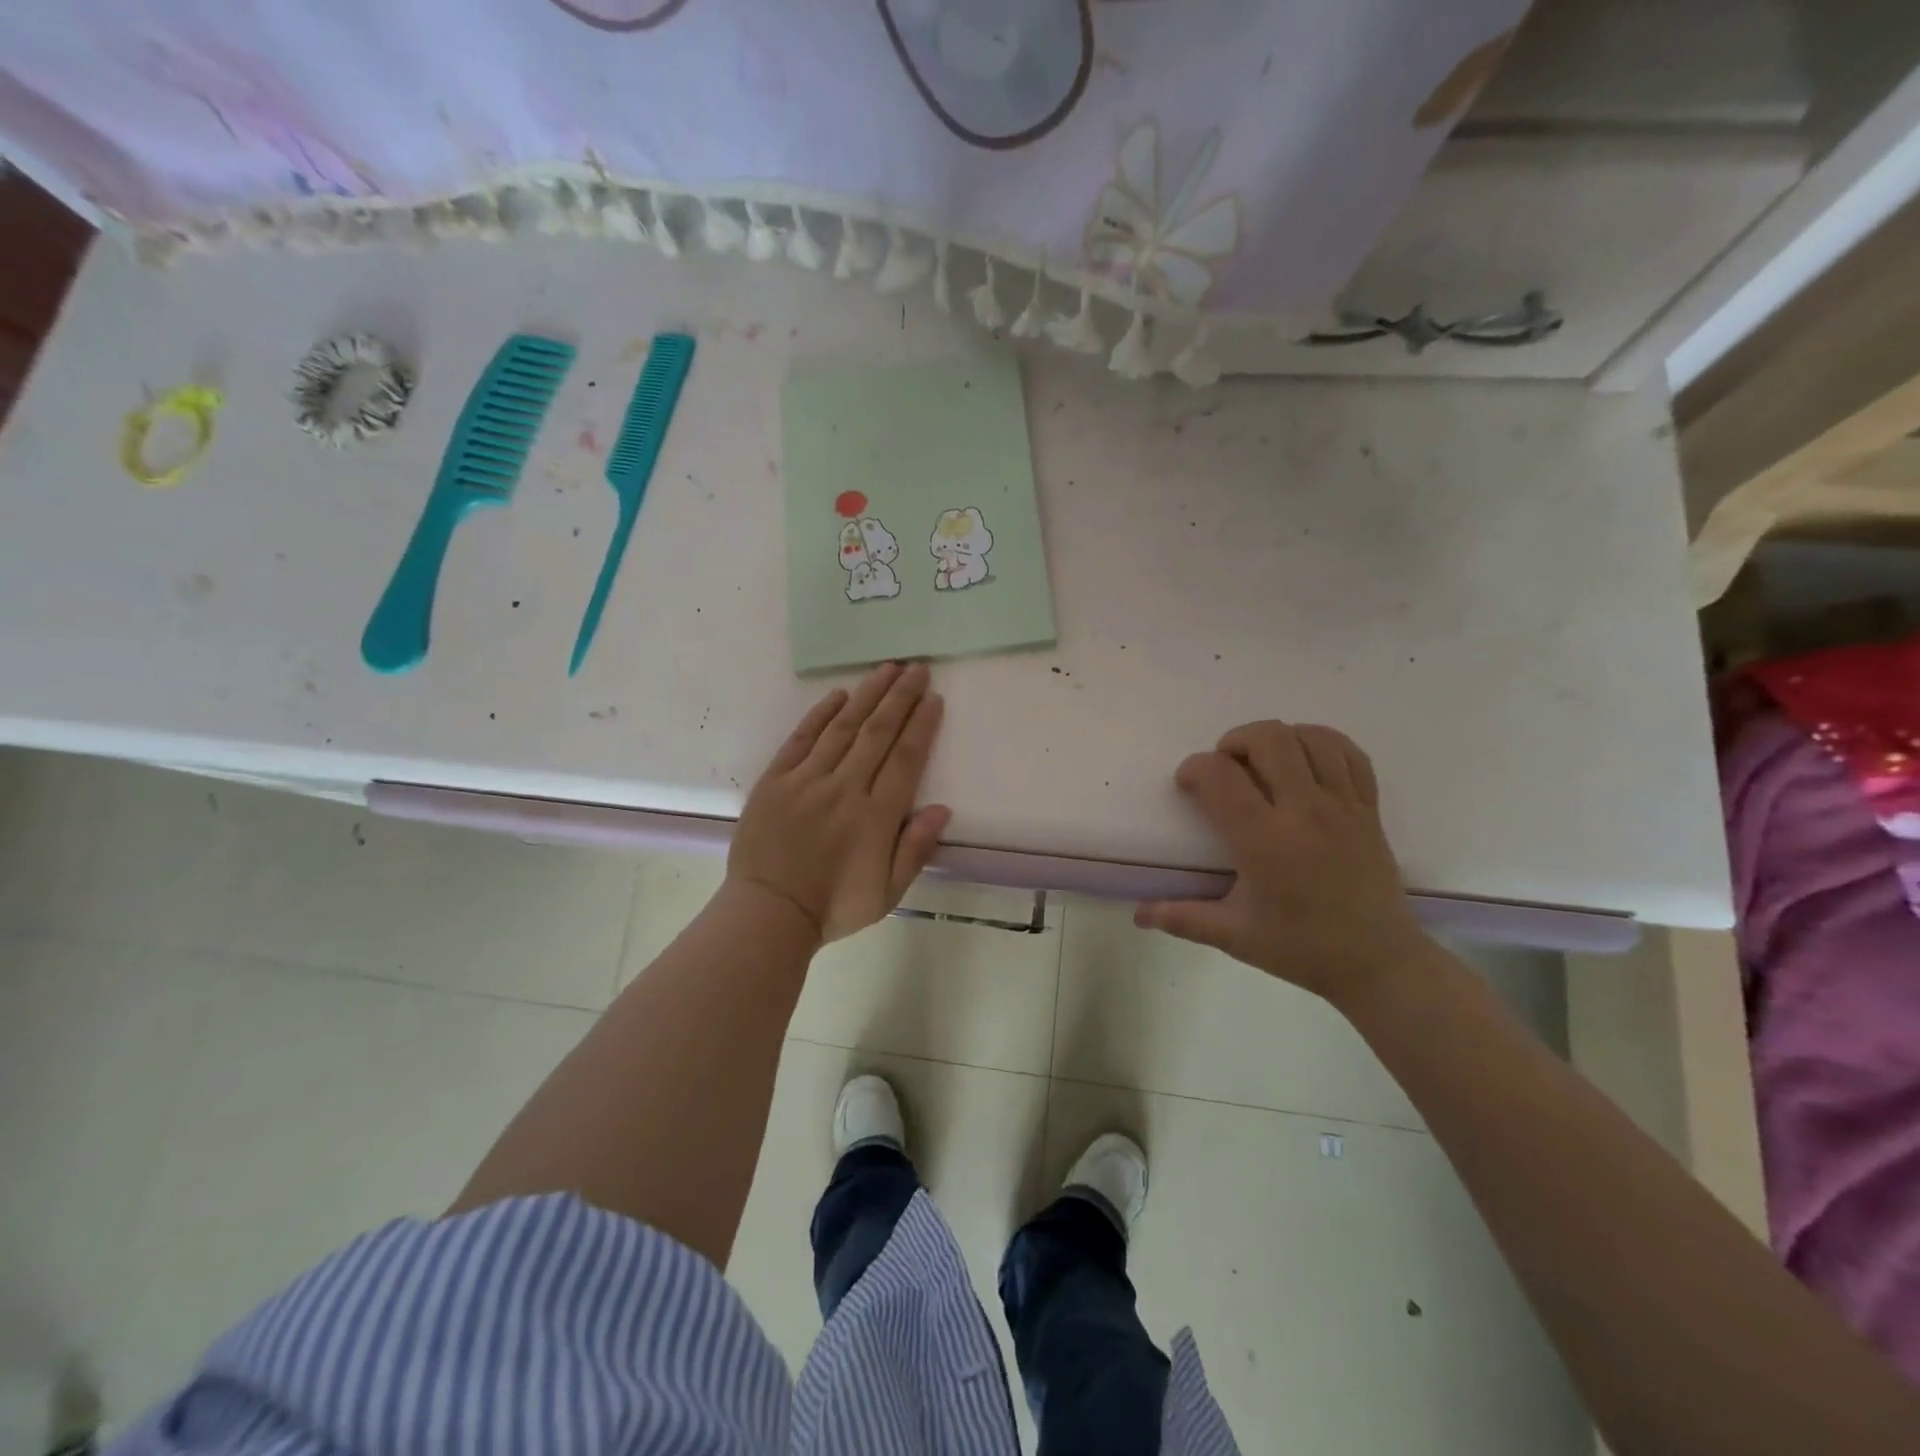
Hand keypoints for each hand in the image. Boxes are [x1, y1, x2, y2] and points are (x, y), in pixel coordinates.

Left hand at [728, 662, 950, 942]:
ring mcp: (807, 780)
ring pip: (843, 728)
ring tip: (886, 669)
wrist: (768, 913)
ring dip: (867, 695)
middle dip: (900, 697)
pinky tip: (839, 695)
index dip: (921, 725)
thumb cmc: (833, 906)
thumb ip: (916, 848)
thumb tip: (941, 808)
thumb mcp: (888, 892)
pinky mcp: (775, 780)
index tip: (932, 698)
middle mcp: (844, 788)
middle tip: (916, 667)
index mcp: (876, 816)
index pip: (906, 759)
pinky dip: (821, 715)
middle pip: (878, 733)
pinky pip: (801, 739)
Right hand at [1134, 722, 1428, 1005]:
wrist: (1379, 963)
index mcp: (1265, 842)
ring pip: (1309, 737)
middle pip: (1268, 739)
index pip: (1220, 776)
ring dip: (1277, 739)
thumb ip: (1182, 918)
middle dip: (1234, 742)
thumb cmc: (1301, 948)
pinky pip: (1349, 753)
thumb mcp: (1234, 936)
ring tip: (1263, 764)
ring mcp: (1343, 806)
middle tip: (1225, 769)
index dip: (1194, 769)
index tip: (1188, 786)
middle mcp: (1304, 812)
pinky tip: (1305, 762)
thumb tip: (1139, 914)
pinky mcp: (1369, 809)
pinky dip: (1322, 744)